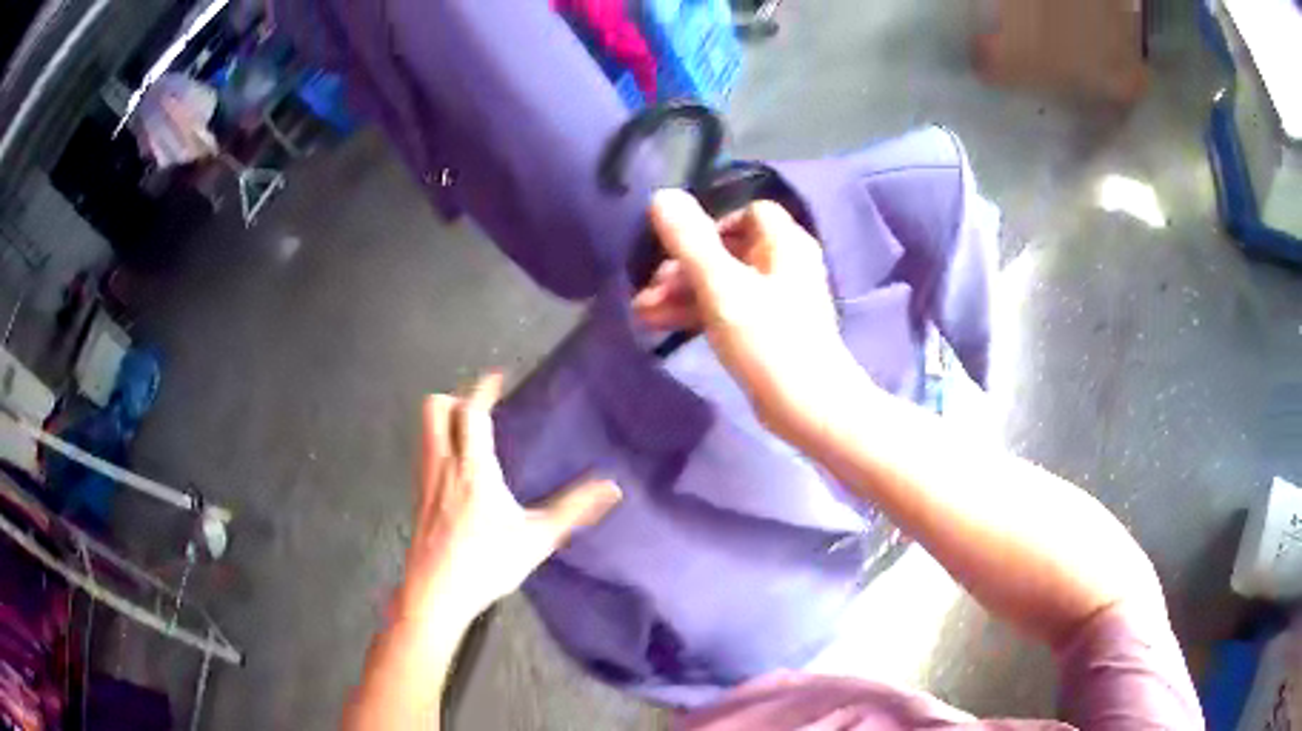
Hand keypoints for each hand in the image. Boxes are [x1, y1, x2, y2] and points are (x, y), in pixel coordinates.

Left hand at [396, 373, 621, 625]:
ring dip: (444, 421)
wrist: (435, 594)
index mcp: (473, 468)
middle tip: (481, 409)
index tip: (497, 377)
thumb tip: (612, 487)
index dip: (483, 389)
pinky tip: (457, 472)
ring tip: (471, 435)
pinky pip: (424, 455)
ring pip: (425, 431)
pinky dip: (438, 446)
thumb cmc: (485, 563)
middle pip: (434, 409)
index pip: (472, 412)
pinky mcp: (417, 499)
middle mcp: (443, 465)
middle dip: (455, 398)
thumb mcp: (537, 539)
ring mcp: (425, 481)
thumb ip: (574, 510)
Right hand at [633, 190, 864, 445]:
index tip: (677, 249)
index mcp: (784, 243)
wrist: (806, 407)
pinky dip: (698, 314)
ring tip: (641, 315)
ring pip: (722, 283)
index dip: (709, 225)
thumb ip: (690, 241)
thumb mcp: (721, 286)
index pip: (746, 213)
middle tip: (645, 290)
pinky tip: (660, 327)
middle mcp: (784, 264)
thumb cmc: (768, 339)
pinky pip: (728, 309)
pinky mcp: (769, 331)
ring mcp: (778, 299)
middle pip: (727, 250)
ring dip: (682, 294)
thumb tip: (661, 195)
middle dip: (682, 269)